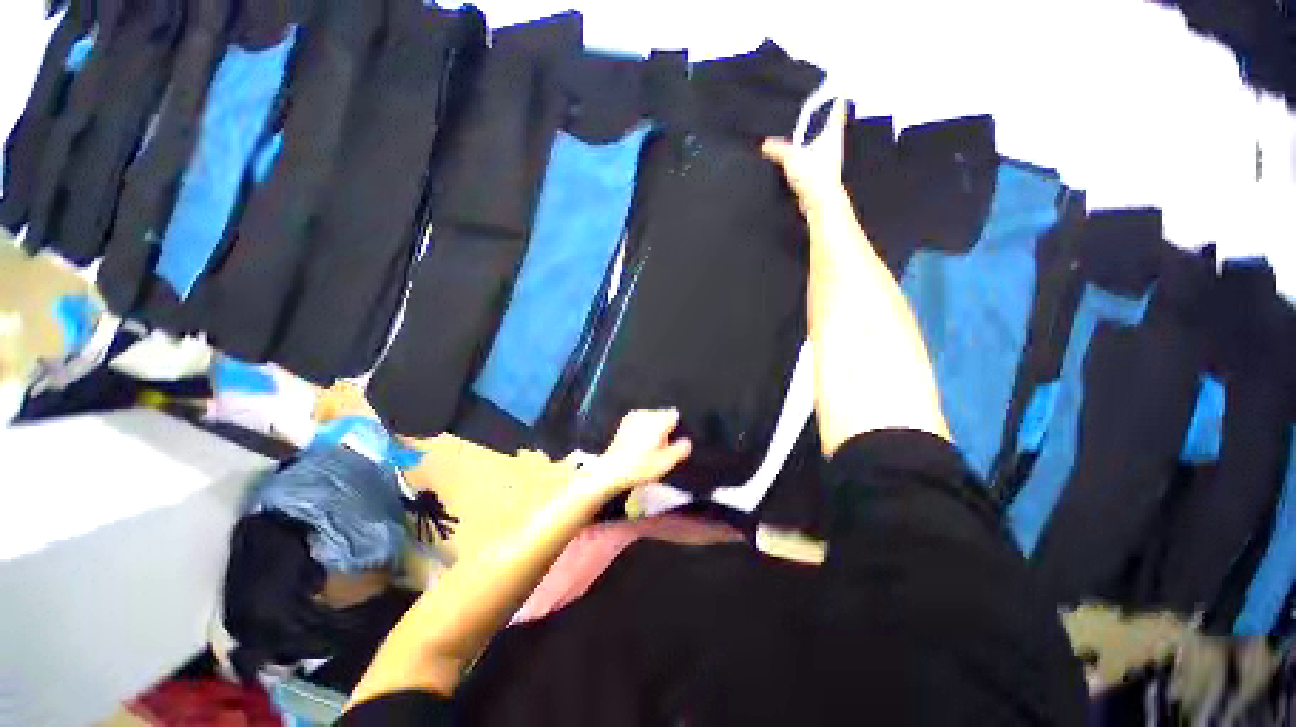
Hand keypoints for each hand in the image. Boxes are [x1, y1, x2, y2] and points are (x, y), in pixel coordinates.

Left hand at [587, 408, 691, 494]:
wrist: (612, 470)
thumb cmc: (640, 466)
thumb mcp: (666, 462)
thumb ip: (680, 449)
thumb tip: (687, 442)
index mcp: (658, 420)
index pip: (675, 415)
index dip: (676, 428)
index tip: (673, 440)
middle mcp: (646, 414)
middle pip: (663, 416)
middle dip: (665, 428)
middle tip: (661, 448)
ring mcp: (634, 416)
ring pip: (652, 419)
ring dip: (653, 429)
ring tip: (649, 449)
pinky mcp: (625, 423)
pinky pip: (641, 423)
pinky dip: (643, 430)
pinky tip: (639, 446)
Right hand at [761, 98, 848, 216]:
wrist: (819, 201)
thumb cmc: (815, 175)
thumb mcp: (791, 156)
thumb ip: (777, 148)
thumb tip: (766, 145)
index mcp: (832, 134)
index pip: (837, 113)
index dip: (837, 103)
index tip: (838, 94)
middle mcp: (832, 147)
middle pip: (828, 130)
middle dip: (821, 125)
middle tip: (813, 117)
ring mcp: (826, 163)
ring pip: (818, 150)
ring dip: (809, 148)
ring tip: (796, 144)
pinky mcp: (818, 178)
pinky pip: (809, 167)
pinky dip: (802, 166)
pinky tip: (793, 167)